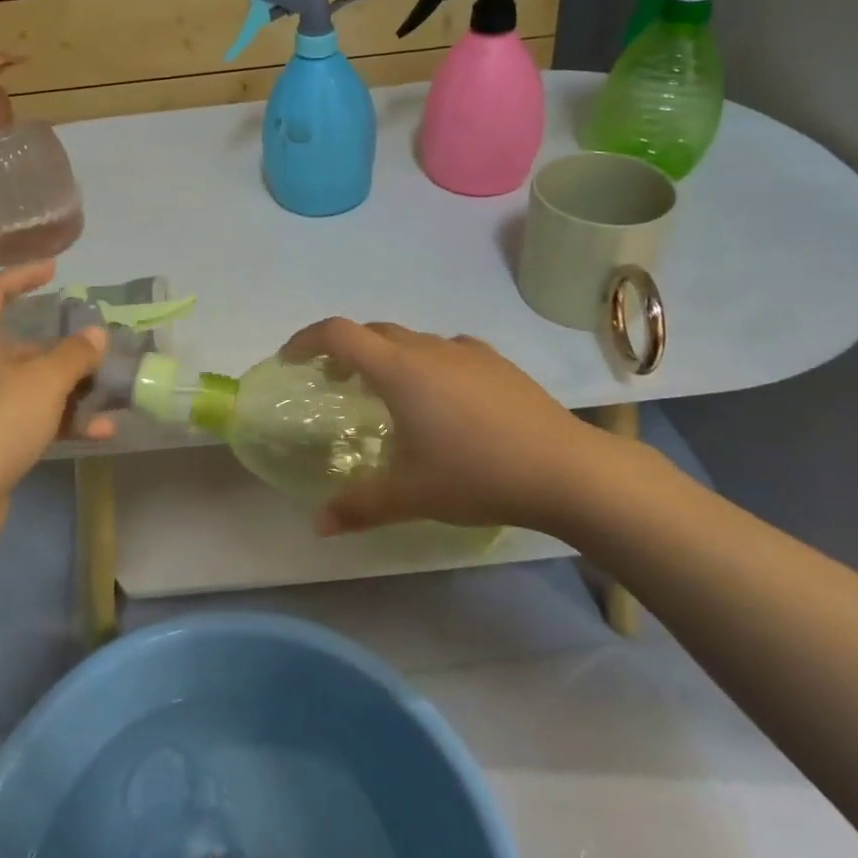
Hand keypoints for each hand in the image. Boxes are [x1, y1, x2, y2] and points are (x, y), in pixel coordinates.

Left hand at [0, 262, 112, 529]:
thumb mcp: (45, 381)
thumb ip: (75, 353)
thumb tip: (95, 334)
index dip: (23, 275)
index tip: (55, 270)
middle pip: (15, 343)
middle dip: (60, 349)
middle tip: (94, 352)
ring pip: (23, 385)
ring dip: (66, 391)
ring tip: (107, 401)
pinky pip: (20, 417)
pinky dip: (54, 420)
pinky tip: (95, 434)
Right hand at [279, 319, 613, 535]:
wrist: (566, 469)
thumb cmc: (477, 475)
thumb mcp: (411, 495)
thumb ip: (358, 506)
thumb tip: (318, 525)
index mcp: (398, 370)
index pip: (338, 334)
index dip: (306, 340)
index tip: (291, 361)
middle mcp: (427, 349)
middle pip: (372, 333)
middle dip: (345, 351)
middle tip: (335, 384)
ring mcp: (466, 352)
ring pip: (411, 341)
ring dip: (387, 358)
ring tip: (388, 397)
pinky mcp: (497, 363)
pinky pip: (446, 352)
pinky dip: (426, 364)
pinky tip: (442, 400)